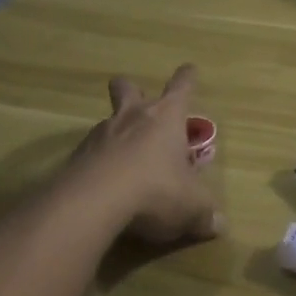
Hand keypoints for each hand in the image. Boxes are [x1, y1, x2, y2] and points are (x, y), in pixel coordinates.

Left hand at [64, 65, 223, 244]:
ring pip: (108, 121)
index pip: (181, 86)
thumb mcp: (190, 207)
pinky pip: (90, 152)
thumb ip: (205, 214)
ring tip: (124, 160)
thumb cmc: (154, 190)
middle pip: (128, 88)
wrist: (92, 203)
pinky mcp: (76, 157)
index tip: (188, 70)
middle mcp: (133, 116)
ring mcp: (100, 134)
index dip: (187, 78)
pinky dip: (98, 163)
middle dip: (132, 89)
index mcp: (166, 117)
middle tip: (138, 102)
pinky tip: (103, 185)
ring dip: (116, 133)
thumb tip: (219, 226)